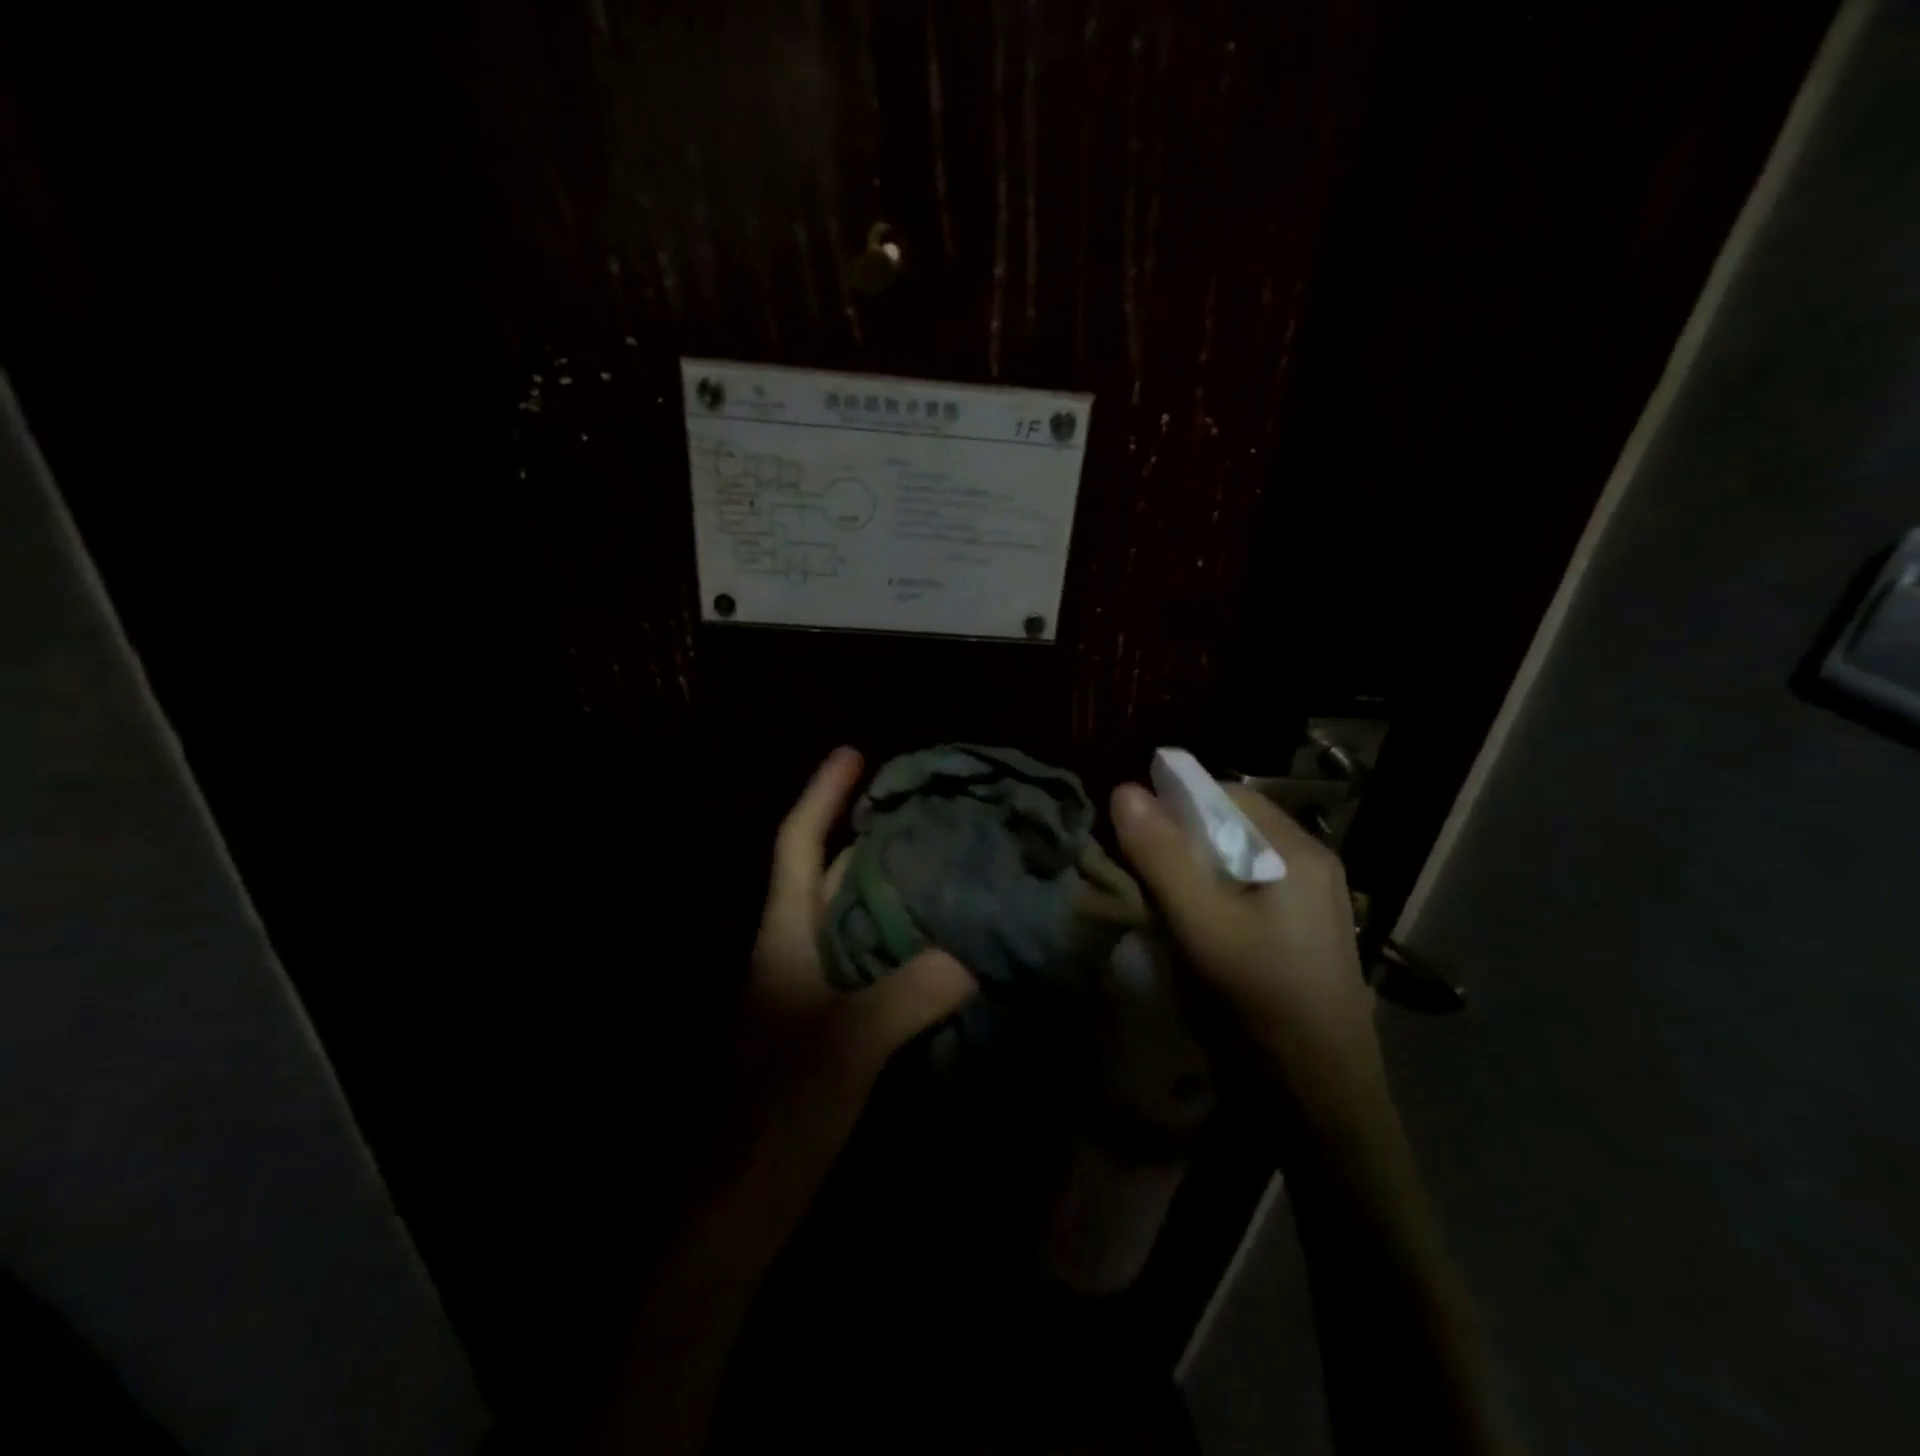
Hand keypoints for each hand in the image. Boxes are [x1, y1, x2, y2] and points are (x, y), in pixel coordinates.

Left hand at [740, 746, 977, 1112]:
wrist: (744, 1199)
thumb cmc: (783, 1107)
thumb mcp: (851, 1042)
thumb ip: (914, 990)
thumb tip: (977, 952)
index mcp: (784, 935)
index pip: (796, 844)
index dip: (821, 794)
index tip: (854, 753)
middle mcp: (793, 949)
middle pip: (830, 875)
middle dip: (871, 837)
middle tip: (927, 812)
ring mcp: (809, 988)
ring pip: (853, 918)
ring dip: (893, 888)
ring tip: (945, 864)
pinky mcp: (827, 1022)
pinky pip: (869, 960)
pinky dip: (901, 939)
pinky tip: (941, 943)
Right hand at [1109, 780, 1390, 1140]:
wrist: (1322, 1106)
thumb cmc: (1260, 1008)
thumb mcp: (1201, 927)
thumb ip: (1162, 857)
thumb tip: (1124, 789)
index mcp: (1298, 853)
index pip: (1226, 794)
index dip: (1175, 804)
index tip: (1135, 836)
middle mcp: (1312, 867)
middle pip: (1232, 827)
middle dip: (1181, 844)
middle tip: (1146, 881)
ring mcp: (1311, 903)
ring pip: (1236, 862)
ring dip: (1193, 875)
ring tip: (1166, 912)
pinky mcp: (1302, 935)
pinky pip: (1247, 894)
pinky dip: (1213, 901)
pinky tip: (1197, 937)